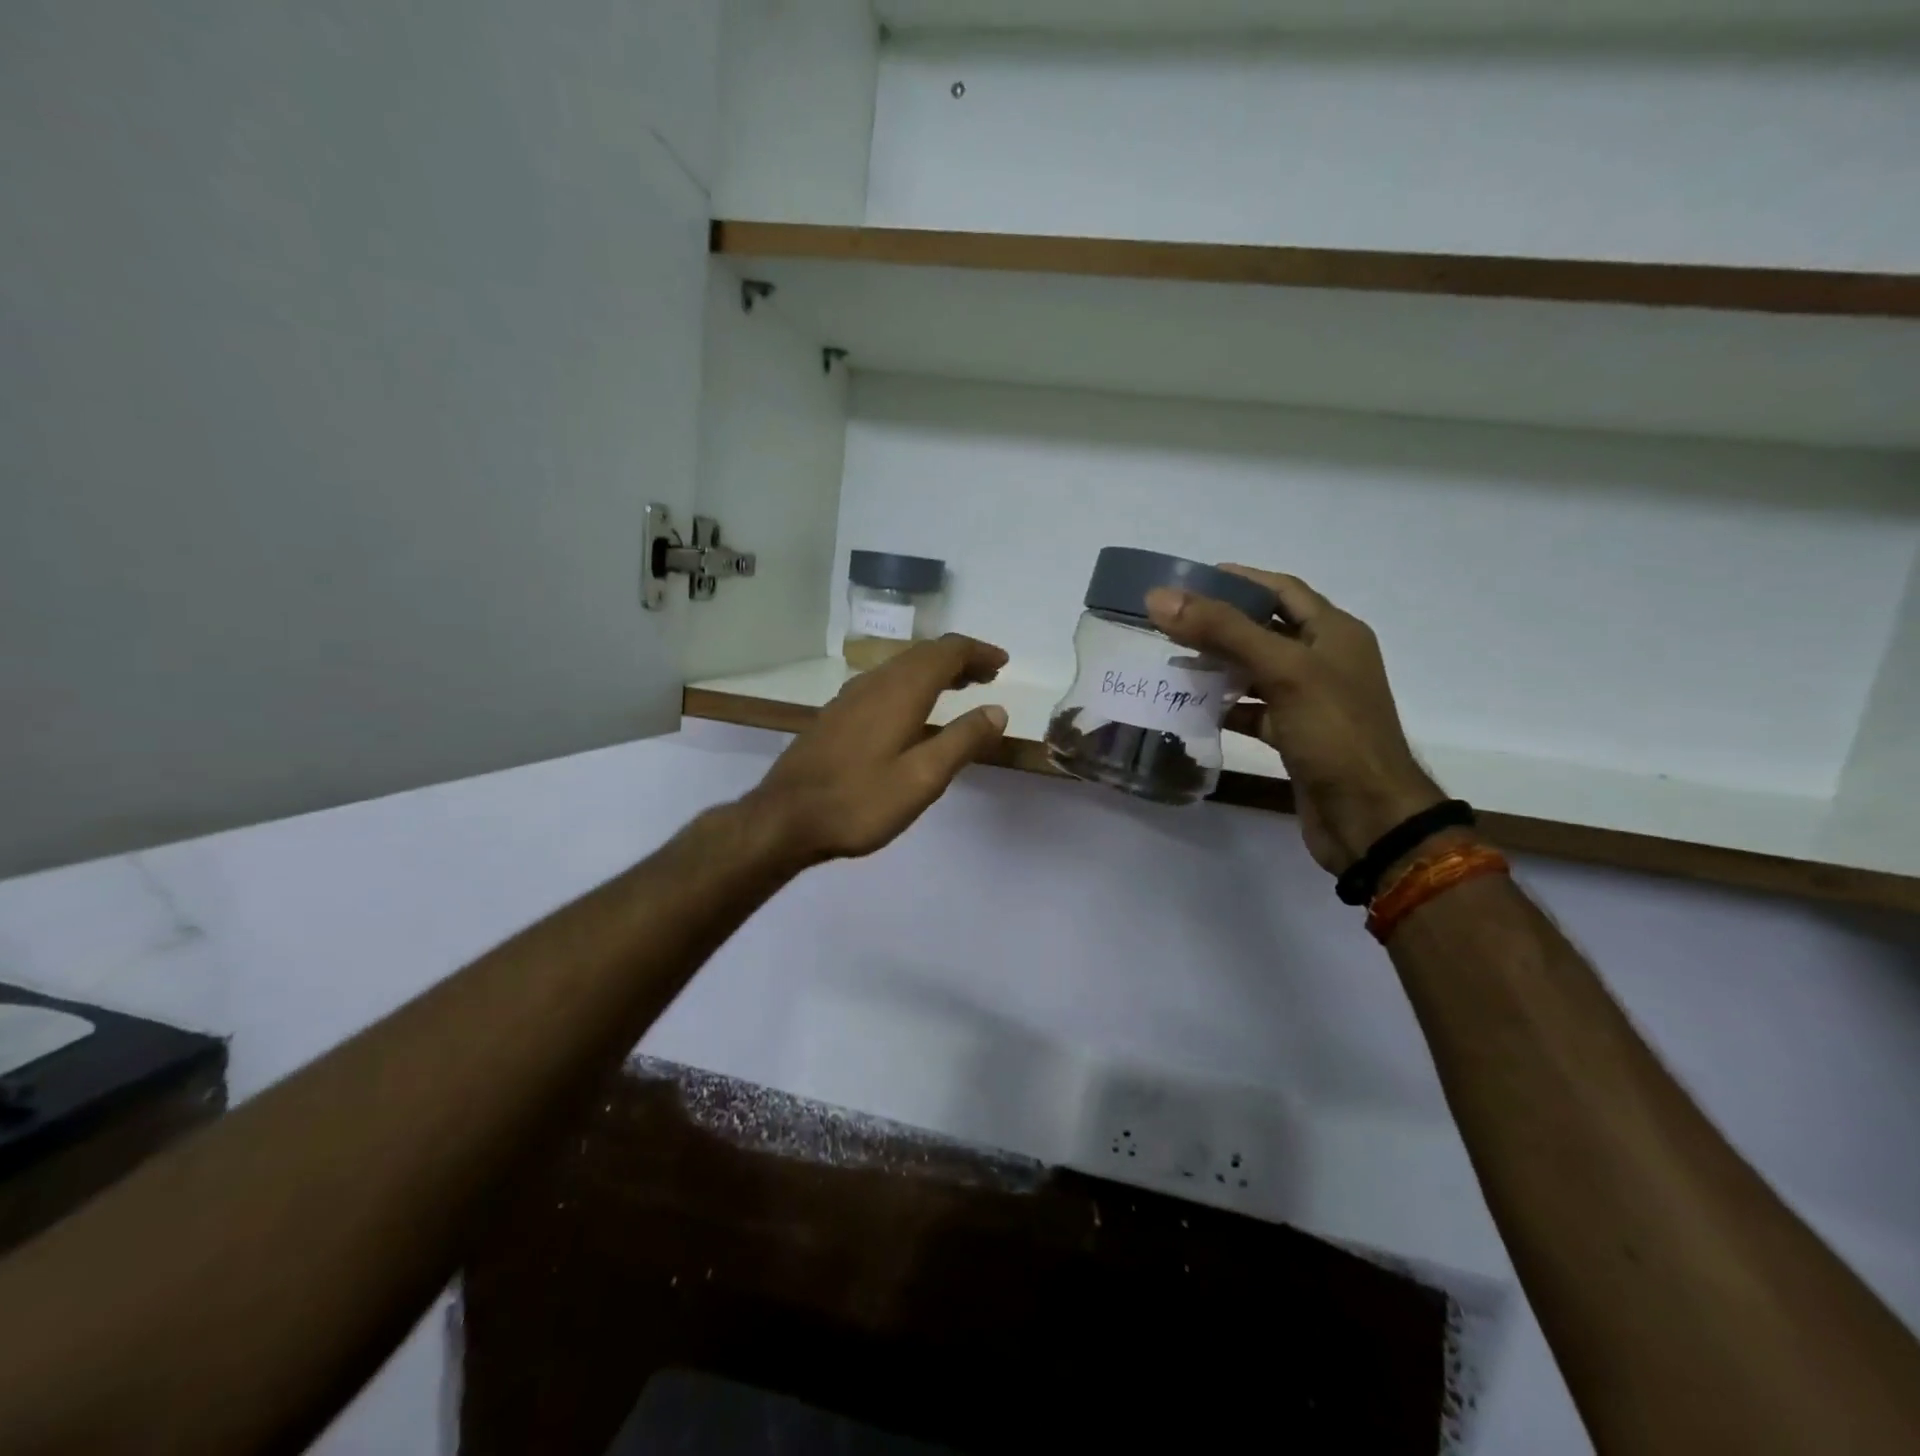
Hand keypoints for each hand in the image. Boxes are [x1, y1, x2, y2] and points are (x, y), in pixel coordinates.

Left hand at [747, 635, 1009, 864]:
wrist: (784, 819)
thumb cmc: (859, 801)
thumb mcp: (923, 778)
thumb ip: (962, 741)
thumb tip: (996, 710)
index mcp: (900, 691)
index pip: (947, 652)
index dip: (978, 652)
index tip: (1003, 663)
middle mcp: (875, 683)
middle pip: (923, 654)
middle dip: (959, 659)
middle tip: (988, 676)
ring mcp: (850, 697)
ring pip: (901, 667)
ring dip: (935, 670)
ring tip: (960, 687)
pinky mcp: (836, 715)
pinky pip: (884, 683)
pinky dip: (911, 684)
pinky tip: (913, 710)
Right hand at [1146, 569, 1441, 874]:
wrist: (1368, 818)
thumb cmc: (1334, 733)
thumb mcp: (1282, 670)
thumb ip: (1223, 631)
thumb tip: (1160, 598)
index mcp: (1334, 632)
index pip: (1281, 589)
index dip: (1238, 579)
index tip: (1189, 581)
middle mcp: (1325, 660)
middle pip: (1265, 629)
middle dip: (1219, 624)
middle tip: (1169, 623)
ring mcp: (1310, 701)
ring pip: (1256, 671)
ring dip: (1218, 666)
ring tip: (1173, 662)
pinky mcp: (1295, 736)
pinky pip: (1254, 710)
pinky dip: (1225, 706)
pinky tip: (1193, 707)